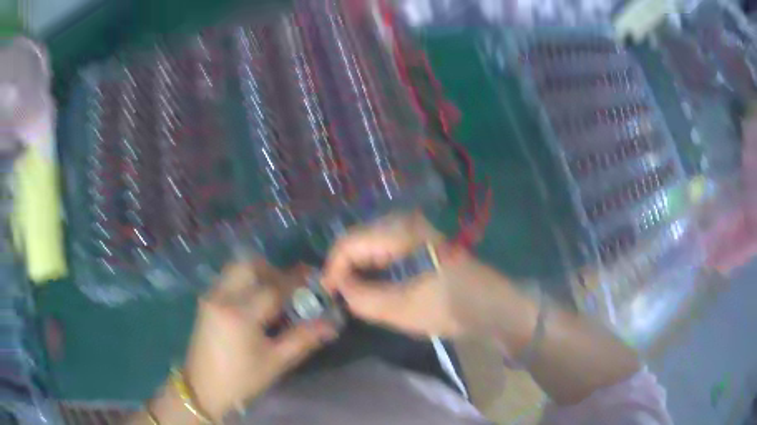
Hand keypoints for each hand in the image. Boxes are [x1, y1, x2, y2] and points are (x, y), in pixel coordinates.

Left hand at [182, 261, 336, 420]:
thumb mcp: (275, 362)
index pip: (273, 288)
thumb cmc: (241, 379)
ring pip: (236, 269)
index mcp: (240, 315)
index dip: (295, 280)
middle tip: (289, 287)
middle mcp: (222, 297)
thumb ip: (303, 339)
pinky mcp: (205, 301)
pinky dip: (245, 280)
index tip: (312, 276)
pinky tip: (254, 302)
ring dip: (257, 273)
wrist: (203, 388)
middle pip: (249, 266)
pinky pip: (228, 279)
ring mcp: (210, 297)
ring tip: (272, 294)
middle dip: (273, 271)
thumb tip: (330, 324)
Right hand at [322, 213, 516, 337]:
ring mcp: (414, 228)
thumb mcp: (401, 310)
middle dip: (346, 270)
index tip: (328, 295)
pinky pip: (386, 250)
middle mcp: (405, 222)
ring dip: (360, 270)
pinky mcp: (420, 240)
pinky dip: (376, 269)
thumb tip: (340, 288)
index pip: (349, 243)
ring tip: (357, 296)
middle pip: (358, 241)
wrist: (492, 306)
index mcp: (401, 232)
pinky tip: (377, 287)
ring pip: (371, 245)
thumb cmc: (450, 307)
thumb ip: (362, 299)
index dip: (333, 269)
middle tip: (342, 298)